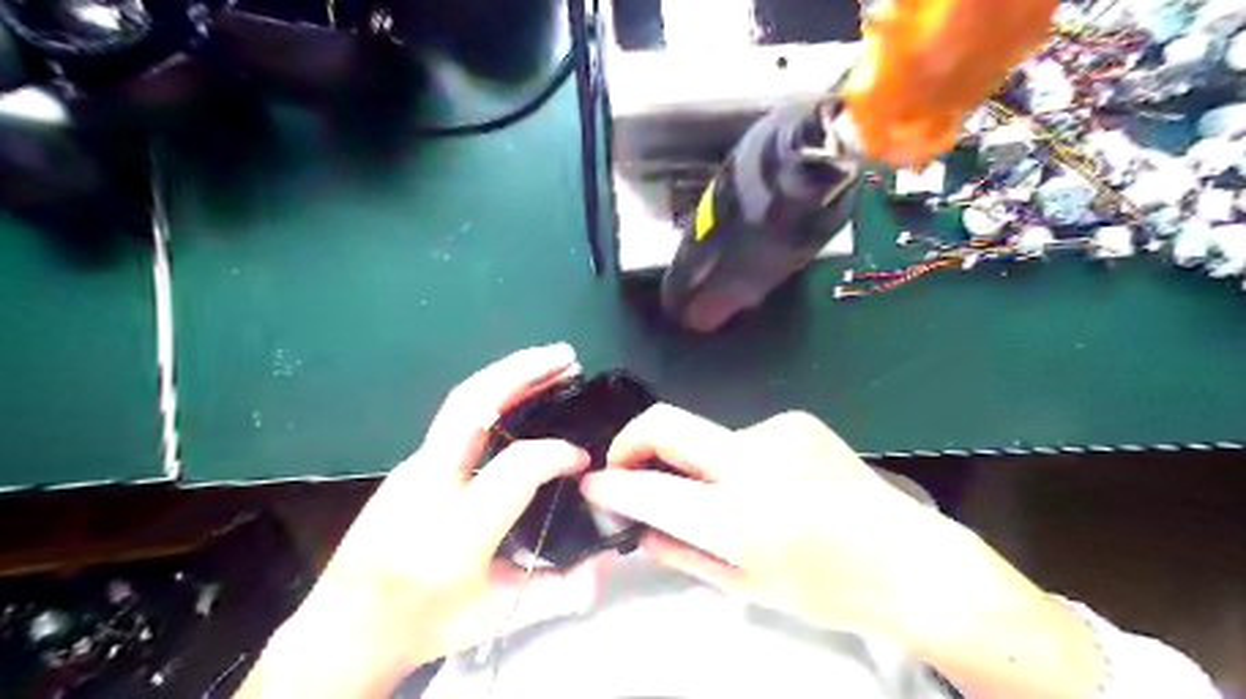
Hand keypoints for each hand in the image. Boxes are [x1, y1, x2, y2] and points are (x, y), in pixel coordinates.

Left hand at [243, 344, 611, 698]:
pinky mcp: (410, 463)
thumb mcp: (495, 615)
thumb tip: (606, 565)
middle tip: (566, 356)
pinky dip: (494, 393)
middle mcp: (429, 486)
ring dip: (509, 374)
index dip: (556, 454)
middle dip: (522, 372)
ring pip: (461, 402)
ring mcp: (413, 468)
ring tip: (552, 362)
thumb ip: (558, 591)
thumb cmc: (424, 623)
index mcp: (456, 532)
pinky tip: (519, 393)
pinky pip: (456, 417)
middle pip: (473, 406)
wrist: (347, 626)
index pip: (516, 468)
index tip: (582, 459)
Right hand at [579, 406, 954, 647]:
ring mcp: (779, 431)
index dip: (613, 484)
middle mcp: (755, 462)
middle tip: (625, 465)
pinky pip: (743, 436)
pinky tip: (768, 483)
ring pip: (707, 435)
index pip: (653, 490)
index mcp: (742, 519)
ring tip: (725, 493)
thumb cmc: (829, 589)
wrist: (909, 561)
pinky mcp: (797, 420)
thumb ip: (682, 554)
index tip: (592, 483)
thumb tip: (639, 529)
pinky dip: (736, 458)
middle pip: (666, 422)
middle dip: (631, 440)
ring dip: (697, 461)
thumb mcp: (748, 587)